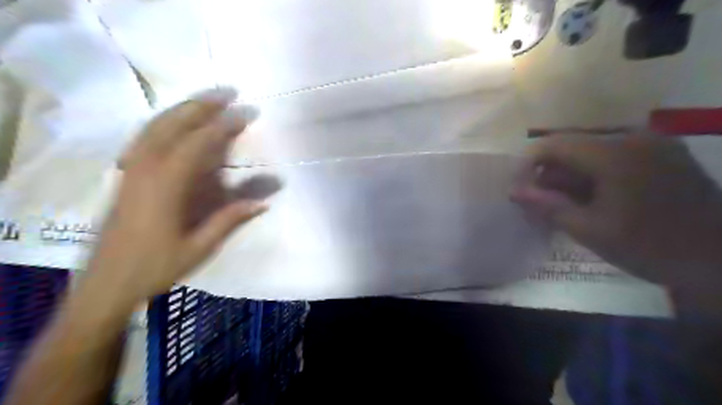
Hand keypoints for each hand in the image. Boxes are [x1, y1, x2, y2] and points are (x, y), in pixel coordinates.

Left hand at [83, 88, 277, 299]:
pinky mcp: (126, 175)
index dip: (225, 125)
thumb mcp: (199, 247)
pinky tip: (177, 123)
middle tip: (229, 92)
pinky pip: (145, 137)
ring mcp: (131, 169)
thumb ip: (230, 219)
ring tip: (208, 100)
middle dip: (202, 105)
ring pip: (155, 126)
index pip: (199, 143)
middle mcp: (145, 168)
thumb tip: (264, 202)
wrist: (106, 283)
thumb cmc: (155, 267)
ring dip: (183, 108)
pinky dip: (165, 122)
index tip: (247, 113)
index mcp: (165, 185)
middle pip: (173, 124)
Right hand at [510, 135, 721, 291]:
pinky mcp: (661, 153)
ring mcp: (651, 143)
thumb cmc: (650, 247)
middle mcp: (632, 138)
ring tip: (561, 205)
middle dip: (548, 174)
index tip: (517, 188)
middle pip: (571, 147)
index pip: (552, 145)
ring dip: (569, 176)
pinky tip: (589, 198)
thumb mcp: (589, 230)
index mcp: (614, 154)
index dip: (527, 164)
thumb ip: (547, 206)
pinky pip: (612, 156)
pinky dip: (591, 175)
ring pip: (590, 152)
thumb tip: (514, 191)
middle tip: (537, 203)